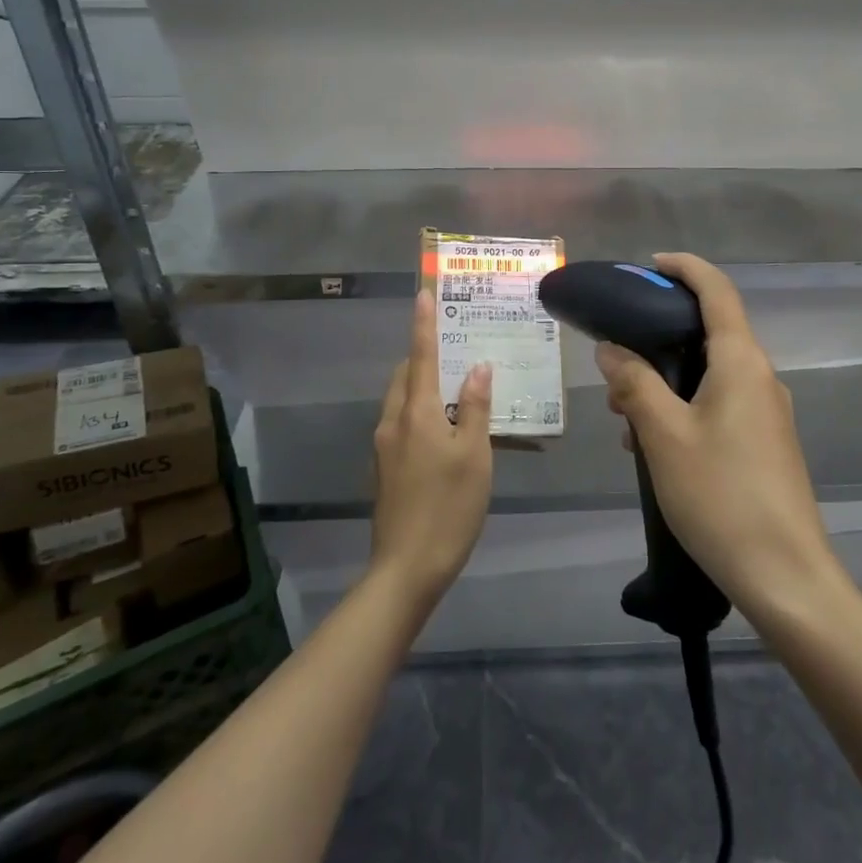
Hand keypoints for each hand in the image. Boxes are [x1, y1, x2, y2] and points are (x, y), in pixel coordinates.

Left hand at [369, 291, 493, 608]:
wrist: (406, 568)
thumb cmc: (449, 507)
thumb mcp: (474, 455)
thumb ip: (475, 408)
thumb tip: (476, 368)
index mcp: (415, 412)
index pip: (420, 356)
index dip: (423, 324)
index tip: (422, 293)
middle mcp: (393, 422)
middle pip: (406, 376)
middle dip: (424, 356)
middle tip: (456, 348)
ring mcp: (385, 448)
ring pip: (402, 401)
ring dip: (424, 385)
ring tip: (457, 388)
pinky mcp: (386, 469)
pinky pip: (403, 423)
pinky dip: (421, 411)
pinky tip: (446, 430)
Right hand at [596, 253, 840, 617]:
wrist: (786, 576)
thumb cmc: (721, 496)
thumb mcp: (663, 436)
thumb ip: (635, 384)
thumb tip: (611, 350)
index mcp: (742, 363)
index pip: (717, 291)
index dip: (685, 268)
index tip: (649, 265)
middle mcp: (760, 378)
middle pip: (710, 332)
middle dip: (660, 336)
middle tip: (617, 358)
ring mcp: (767, 412)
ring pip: (710, 374)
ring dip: (666, 380)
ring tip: (624, 414)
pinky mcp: (765, 443)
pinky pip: (718, 405)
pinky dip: (682, 408)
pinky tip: (653, 447)